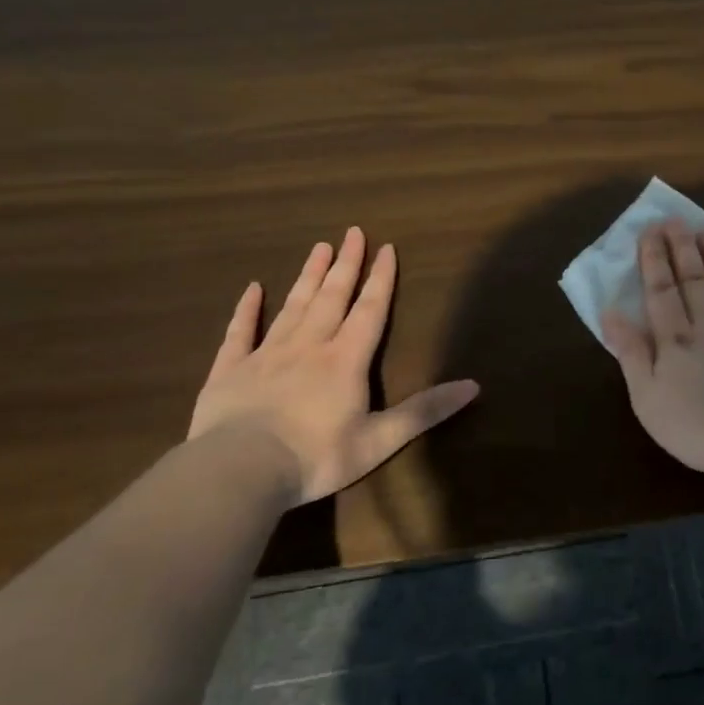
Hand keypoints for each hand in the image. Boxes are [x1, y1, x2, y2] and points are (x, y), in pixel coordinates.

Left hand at [189, 228, 479, 504]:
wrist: (239, 472)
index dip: (381, 280)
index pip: (369, 311)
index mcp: (345, 360)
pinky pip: (240, 331)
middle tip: (352, 232)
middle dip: (346, 264)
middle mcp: (309, 346)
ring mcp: (266, 354)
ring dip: (308, 276)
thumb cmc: (316, 457)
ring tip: (319, 248)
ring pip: (293, 306)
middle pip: (331, 297)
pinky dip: (246, 308)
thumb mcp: (380, 440)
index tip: (386, 248)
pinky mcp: (230, 370)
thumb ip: (425, 411)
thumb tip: (474, 386)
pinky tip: (252, 288)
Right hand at [601, 220, 703, 479]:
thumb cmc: (696, 429)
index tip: (650, 230)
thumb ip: (631, 353)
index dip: (654, 259)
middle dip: (683, 248)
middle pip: (695, 281)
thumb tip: (611, 312)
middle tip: (676, 219)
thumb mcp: (647, 398)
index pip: (662, 291)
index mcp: (676, 341)